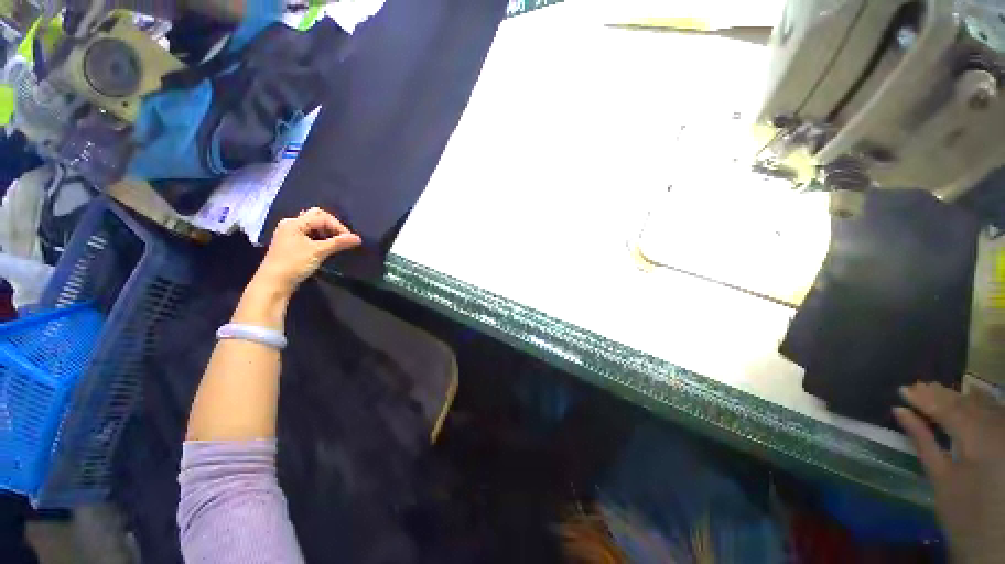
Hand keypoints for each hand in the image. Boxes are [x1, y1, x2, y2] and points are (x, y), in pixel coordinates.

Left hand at [255, 207, 361, 295]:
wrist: (273, 283)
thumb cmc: (294, 264)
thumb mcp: (318, 252)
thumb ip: (339, 243)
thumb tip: (358, 238)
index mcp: (295, 222)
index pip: (322, 216)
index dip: (338, 226)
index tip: (349, 239)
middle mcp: (291, 224)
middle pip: (317, 218)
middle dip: (333, 227)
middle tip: (343, 239)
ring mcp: (290, 234)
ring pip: (314, 227)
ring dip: (327, 234)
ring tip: (337, 245)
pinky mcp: (291, 244)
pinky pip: (309, 235)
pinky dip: (320, 239)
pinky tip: (326, 248)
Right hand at [894, 382, 1004, 563]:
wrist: (995, 541)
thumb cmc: (961, 513)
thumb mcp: (940, 479)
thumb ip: (923, 441)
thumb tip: (901, 411)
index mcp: (977, 439)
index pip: (948, 409)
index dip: (924, 398)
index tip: (902, 390)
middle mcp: (997, 429)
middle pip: (967, 403)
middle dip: (941, 394)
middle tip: (916, 387)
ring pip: (984, 403)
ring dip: (959, 396)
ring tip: (937, 389)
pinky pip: (996, 411)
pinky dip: (980, 401)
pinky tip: (970, 395)